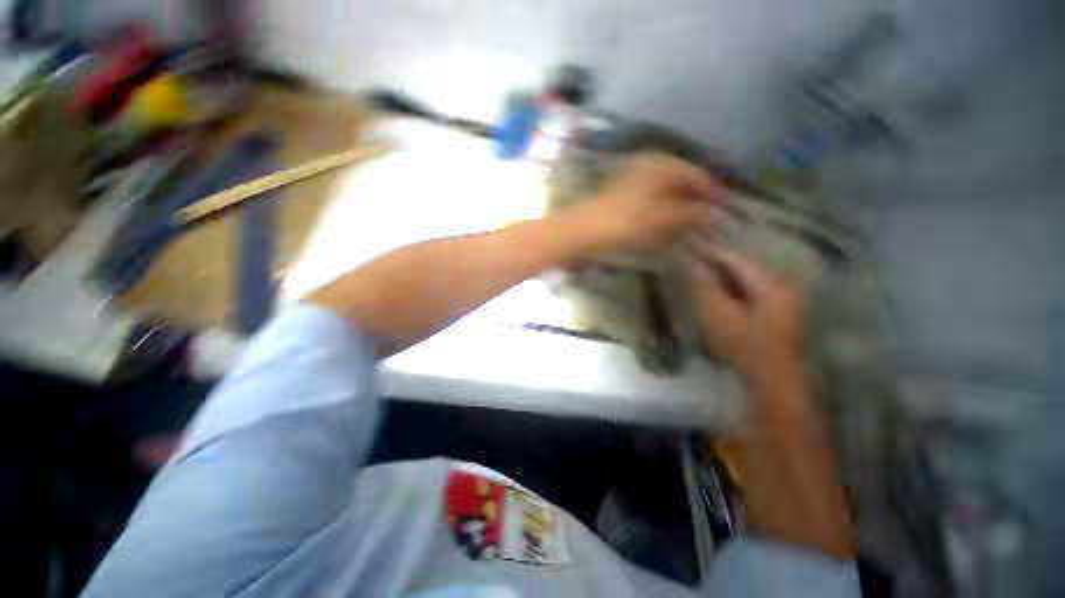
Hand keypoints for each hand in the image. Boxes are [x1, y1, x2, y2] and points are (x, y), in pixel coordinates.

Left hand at [577, 153, 721, 249]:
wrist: (586, 228)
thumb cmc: (628, 220)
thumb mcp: (664, 217)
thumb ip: (692, 214)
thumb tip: (714, 214)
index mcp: (664, 164)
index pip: (698, 175)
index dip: (714, 193)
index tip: (726, 210)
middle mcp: (650, 164)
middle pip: (682, 180)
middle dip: (696, 200)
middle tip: (708, 219)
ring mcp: (634, 176)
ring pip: (666, 189)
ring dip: (679, 205)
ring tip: (688, 224)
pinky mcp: (622, 191)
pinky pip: (651, 197)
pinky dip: (661, 209)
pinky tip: (664, 222)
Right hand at [686, 248, 804, 380]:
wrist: (773, 379)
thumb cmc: (745, 346)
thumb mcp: (718, 314)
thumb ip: (704, 286)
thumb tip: (690, 262)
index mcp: (769, 280)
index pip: (732, 257)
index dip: (706, 254)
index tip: (684, 254)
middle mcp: (780, 282)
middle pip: (740, 266)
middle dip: (713, 267)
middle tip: (687, 270)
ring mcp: (782, 296)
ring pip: (744, 278)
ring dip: (721, 279)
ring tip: (697, 282)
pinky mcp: (778, 309)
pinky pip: (749, 290)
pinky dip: (731, 291)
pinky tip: (716, 297)